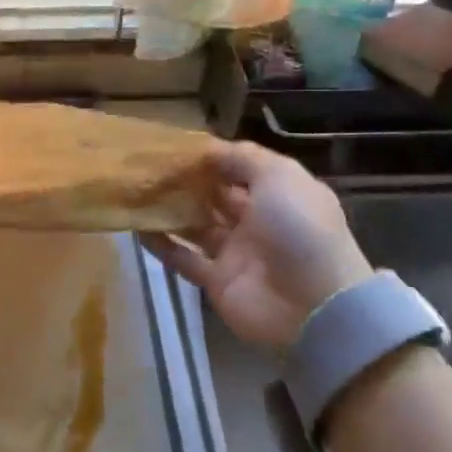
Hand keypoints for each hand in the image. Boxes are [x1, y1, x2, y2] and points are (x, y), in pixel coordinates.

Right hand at [144, 142, 372, 348]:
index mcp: (276, 194)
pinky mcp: (216, 281)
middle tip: (147, 166)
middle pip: (213, 196)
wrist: (315, 306)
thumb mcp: (280, 176)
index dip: (209, 157)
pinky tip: (137, 228)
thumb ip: (243, 157)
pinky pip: (183, 258)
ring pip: (195, 225)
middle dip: (184, 182)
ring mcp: (235, 253)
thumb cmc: (299, 229)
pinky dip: (162, 244)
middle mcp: (255, 221)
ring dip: (169, 209)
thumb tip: (207, 148)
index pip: (237, 169)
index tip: (174, 145)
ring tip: (137, 191)